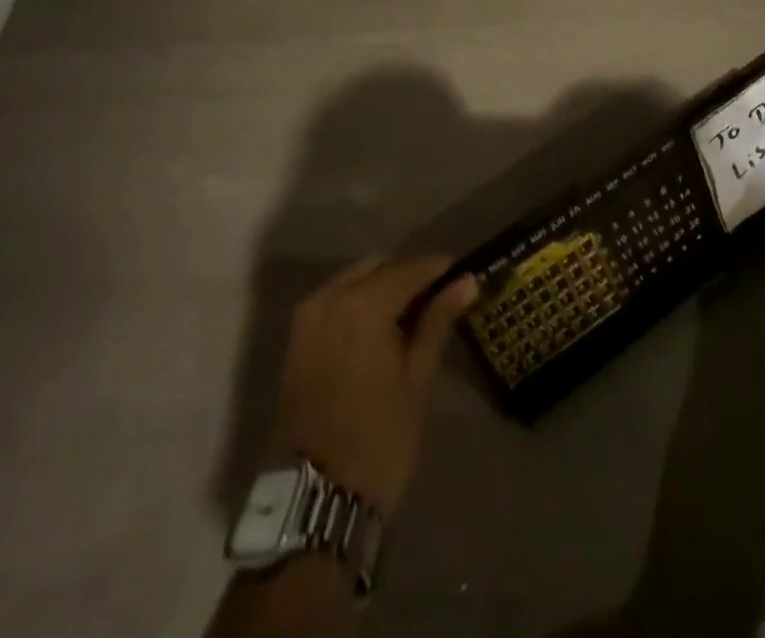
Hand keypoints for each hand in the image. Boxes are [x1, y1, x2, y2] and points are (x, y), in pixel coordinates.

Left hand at [271, 254, 478, 515]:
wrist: (316, 498)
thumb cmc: (379, 440)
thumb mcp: (418, 380)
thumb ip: (438, 321)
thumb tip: (466, 282)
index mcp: (363, 304)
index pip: (410, 268)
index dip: (440, 269)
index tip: (463, 276)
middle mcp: (331, 295)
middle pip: (380, 266)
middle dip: (410, 275)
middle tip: (440, 298)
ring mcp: (309, 313)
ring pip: (356, 278)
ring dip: (384, 286)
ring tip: (413, 315)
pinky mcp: (298, 334)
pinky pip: (336, 298)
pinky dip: (360, 301)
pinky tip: (382, 327)